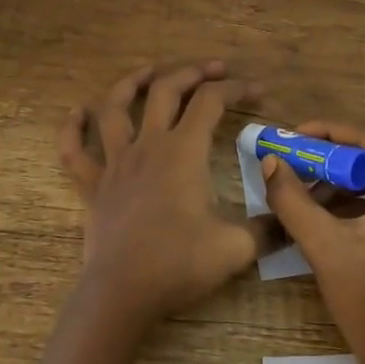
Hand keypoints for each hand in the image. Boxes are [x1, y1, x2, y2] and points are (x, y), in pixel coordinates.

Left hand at [58, 60, 270, 330]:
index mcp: (183, 152)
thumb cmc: (179, 264)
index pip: (211, 102)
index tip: (258, 92)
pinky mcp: (92, 186)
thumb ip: (269, 228)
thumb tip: (291, 220)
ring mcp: (115, 163)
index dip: (237, 89)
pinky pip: (74, 151)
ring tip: (149, 71)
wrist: (122, 293)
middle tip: (214, 69)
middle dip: (192, 73)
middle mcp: (148, 146)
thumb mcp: (236, 247)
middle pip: (166, 91)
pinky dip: (73, 128)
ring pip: (116, 108)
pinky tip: (77, 113)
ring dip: (132, 84)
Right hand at [260, 121, 364, 363]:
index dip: (328, 133)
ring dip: (341, 182)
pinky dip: (357, 202)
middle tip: (293, 160)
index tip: (293, 135)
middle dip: (331, 160)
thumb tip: (270, 162)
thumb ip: (292, 199)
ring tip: (301, 188)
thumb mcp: (324, 246)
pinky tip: (322, 210)